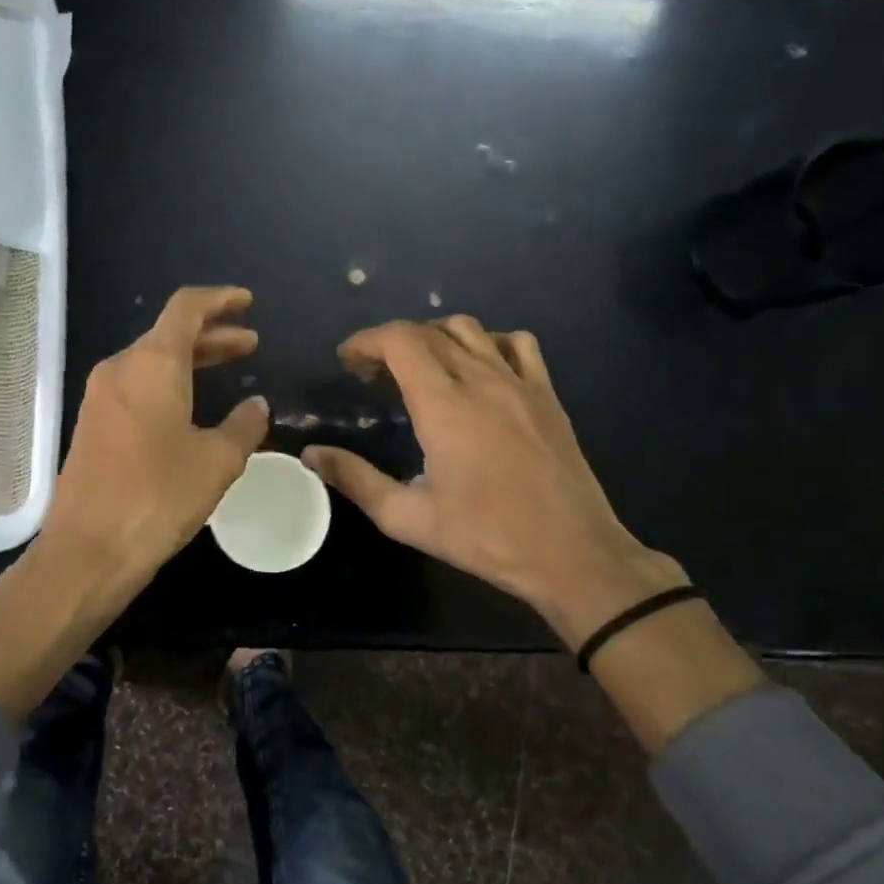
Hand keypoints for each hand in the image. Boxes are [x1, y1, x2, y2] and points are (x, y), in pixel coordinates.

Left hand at [0, 286, 268, 719]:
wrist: (89, 549)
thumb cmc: (159, 496)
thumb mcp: (217, 461)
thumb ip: (243, 426)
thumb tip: (256, 405)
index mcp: (151, 363)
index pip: (186, 308)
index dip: (220, 300)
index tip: (247, 303)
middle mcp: (120, 369)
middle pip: (168, 335)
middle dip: (212, 335)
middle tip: (249, 344)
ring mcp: (100, 398)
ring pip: (152, 363)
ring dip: (190, 362)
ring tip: (226, 370)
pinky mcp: (93, 427)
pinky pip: (137, 389)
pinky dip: (169, 386)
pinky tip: (190, 409)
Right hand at [302, 317, 685, 647]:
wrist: (571, 552)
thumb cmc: (485, 537)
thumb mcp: (407, 518)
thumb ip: (355, 480)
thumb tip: (312, 455)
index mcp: (445, 406)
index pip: (400, 341)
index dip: (367, 341)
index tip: (347, 362)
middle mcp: (482, 380)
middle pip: (429, 332)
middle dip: (391, 343)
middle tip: (371, 376)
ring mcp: (521, 383)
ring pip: (471, 330)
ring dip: (434, 338)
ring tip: (418, 369)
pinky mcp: (547, 395)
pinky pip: (516, 344)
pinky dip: (487, 343)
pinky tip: (477, 371)